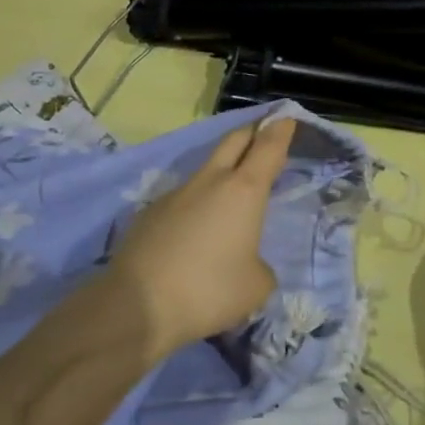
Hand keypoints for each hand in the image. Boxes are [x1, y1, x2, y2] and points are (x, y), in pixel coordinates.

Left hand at [105, 117, 296, 358]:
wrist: (138, 305)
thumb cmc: (210, 290)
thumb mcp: (256, 286)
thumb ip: (260, 267)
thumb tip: (247, 262)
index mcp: (244, 191)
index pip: (268, 148)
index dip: (279, 130)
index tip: (285, 118)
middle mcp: (210, 182)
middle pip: (233, 141)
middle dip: (251, 133)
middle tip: (262, 133)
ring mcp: (176, 194)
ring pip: (205, 171)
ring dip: (221, 174)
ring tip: (229, 199)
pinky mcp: (150, 212)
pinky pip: (182, 201)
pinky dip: (195, 207)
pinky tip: (193, 235)